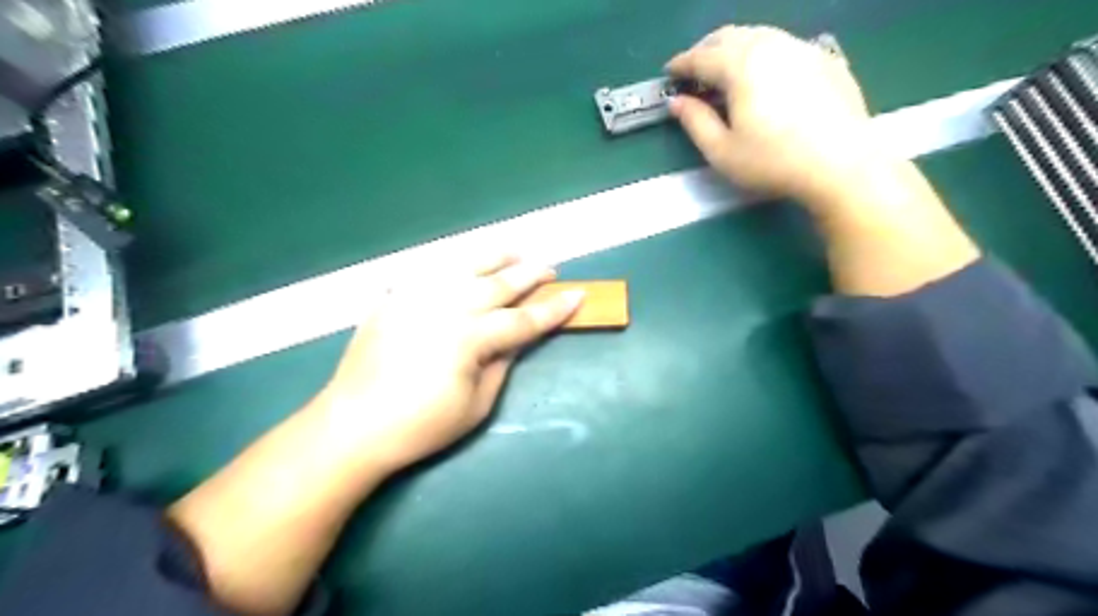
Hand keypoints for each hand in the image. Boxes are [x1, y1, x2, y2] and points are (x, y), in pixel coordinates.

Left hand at [307, 253, 581, 470]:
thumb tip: (518, 338)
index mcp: (469, 337)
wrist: (352, 426)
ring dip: (494, 257)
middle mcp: (445, 307)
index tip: (577, 294)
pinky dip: (451, 266)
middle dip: (528, 274)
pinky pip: (428, 273)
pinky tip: (463, 264)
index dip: (553, 309)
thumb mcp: (476, 405)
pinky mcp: (393, 299)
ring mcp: (416, 298)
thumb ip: (502, 364)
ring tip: (515, 250)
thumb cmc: (420, 426)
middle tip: (550, 267)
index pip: (522, 319)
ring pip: (464, 268)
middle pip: (497, 285)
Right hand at [664, 24, 885, 206]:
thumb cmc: (773, 161)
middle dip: (705, 50)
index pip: (702, 57)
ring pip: (759, 35)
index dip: (681, 64)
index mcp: (741, 65)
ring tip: (725, 70)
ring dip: (734, 47)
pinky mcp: (825, 59)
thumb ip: (695, 122)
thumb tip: (677, 102)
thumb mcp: (722, 151)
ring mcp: (801, 48)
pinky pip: (784, 45)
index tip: (668, 73)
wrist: (842, 163)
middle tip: (693, 71)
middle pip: (729, 36)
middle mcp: (771, 45)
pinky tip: (764, 74)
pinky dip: (763, 53)